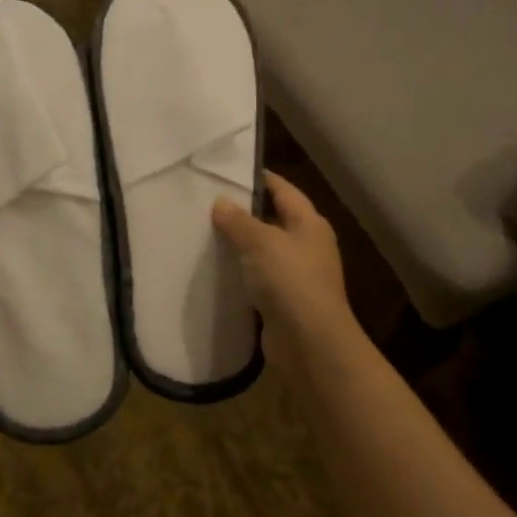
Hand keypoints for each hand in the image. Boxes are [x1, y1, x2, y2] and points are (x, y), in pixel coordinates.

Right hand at [212, 172, 357, 367]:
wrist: (310, 343)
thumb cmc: (290, 281)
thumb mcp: (260, 242)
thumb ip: (238, 221)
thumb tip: (220, 202)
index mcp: (310, 224)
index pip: (284, 190)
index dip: (260, 179)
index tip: (229, 172)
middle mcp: (308, 246)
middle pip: (274, 220)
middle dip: (245, 213)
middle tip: (209, 203)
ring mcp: (298, 276)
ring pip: (265, 252)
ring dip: (241, 245)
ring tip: (206, 234)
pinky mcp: (285, 302)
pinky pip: (260, 279)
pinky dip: (242, 274)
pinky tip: (217, 271)